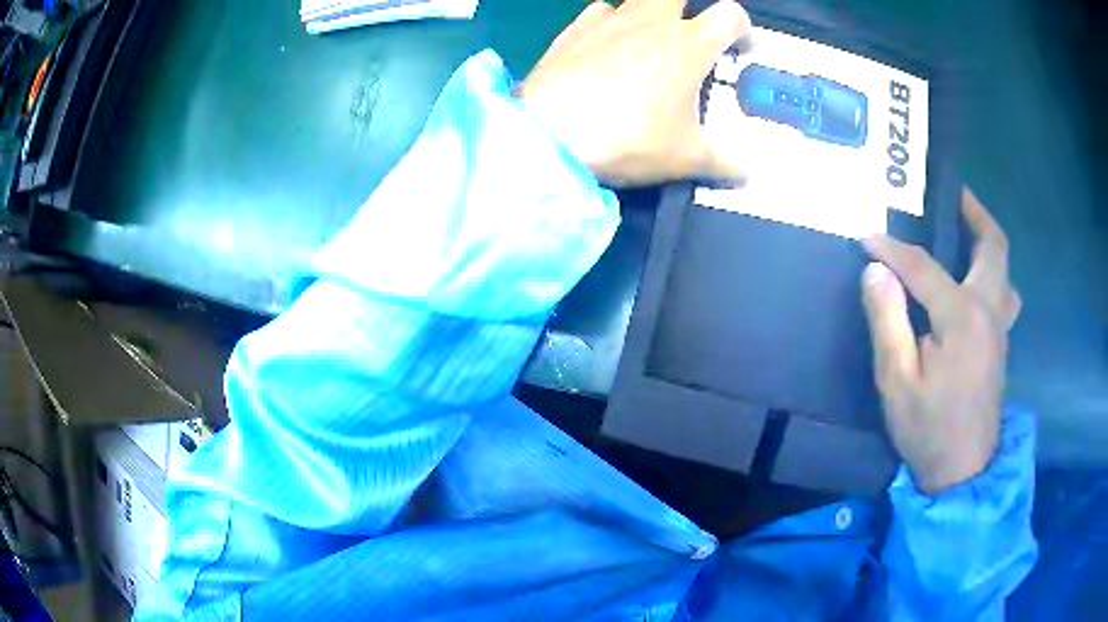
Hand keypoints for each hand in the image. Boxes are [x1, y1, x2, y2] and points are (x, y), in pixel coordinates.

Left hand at [518, 0, 751, 186]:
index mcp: (689, 43)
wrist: (547, 133)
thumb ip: (723, 163)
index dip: (740, 28)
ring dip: (649, 16)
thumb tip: (747, 173)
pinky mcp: (573, 30)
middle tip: (688, 42)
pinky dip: (608, 25)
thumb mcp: (685, 158)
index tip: (738, 49)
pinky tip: (603, 49)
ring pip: (638, 0)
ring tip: (645, 48)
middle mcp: (651, 21)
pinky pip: (599, 13)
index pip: (730, 14)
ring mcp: (608, 20)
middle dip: (690, 12)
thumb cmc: (628, 138)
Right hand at [861, 189, 1021, 494]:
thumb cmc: (928, 429)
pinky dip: (993, 272)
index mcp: (963, 317)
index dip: (892, 249)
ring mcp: (1000, 327)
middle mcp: (989, 310)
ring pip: (1004, 268)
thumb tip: (876, 272)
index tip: (865, 236)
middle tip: (952, 194)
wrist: (962, 471)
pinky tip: (976, 281)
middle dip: (974, 213)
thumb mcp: (897, 382)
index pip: (924, 267)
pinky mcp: (1000, 342)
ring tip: (965, 229)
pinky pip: (1004, 292)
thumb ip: (888, 322)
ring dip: (987, 240)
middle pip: (993, 246)